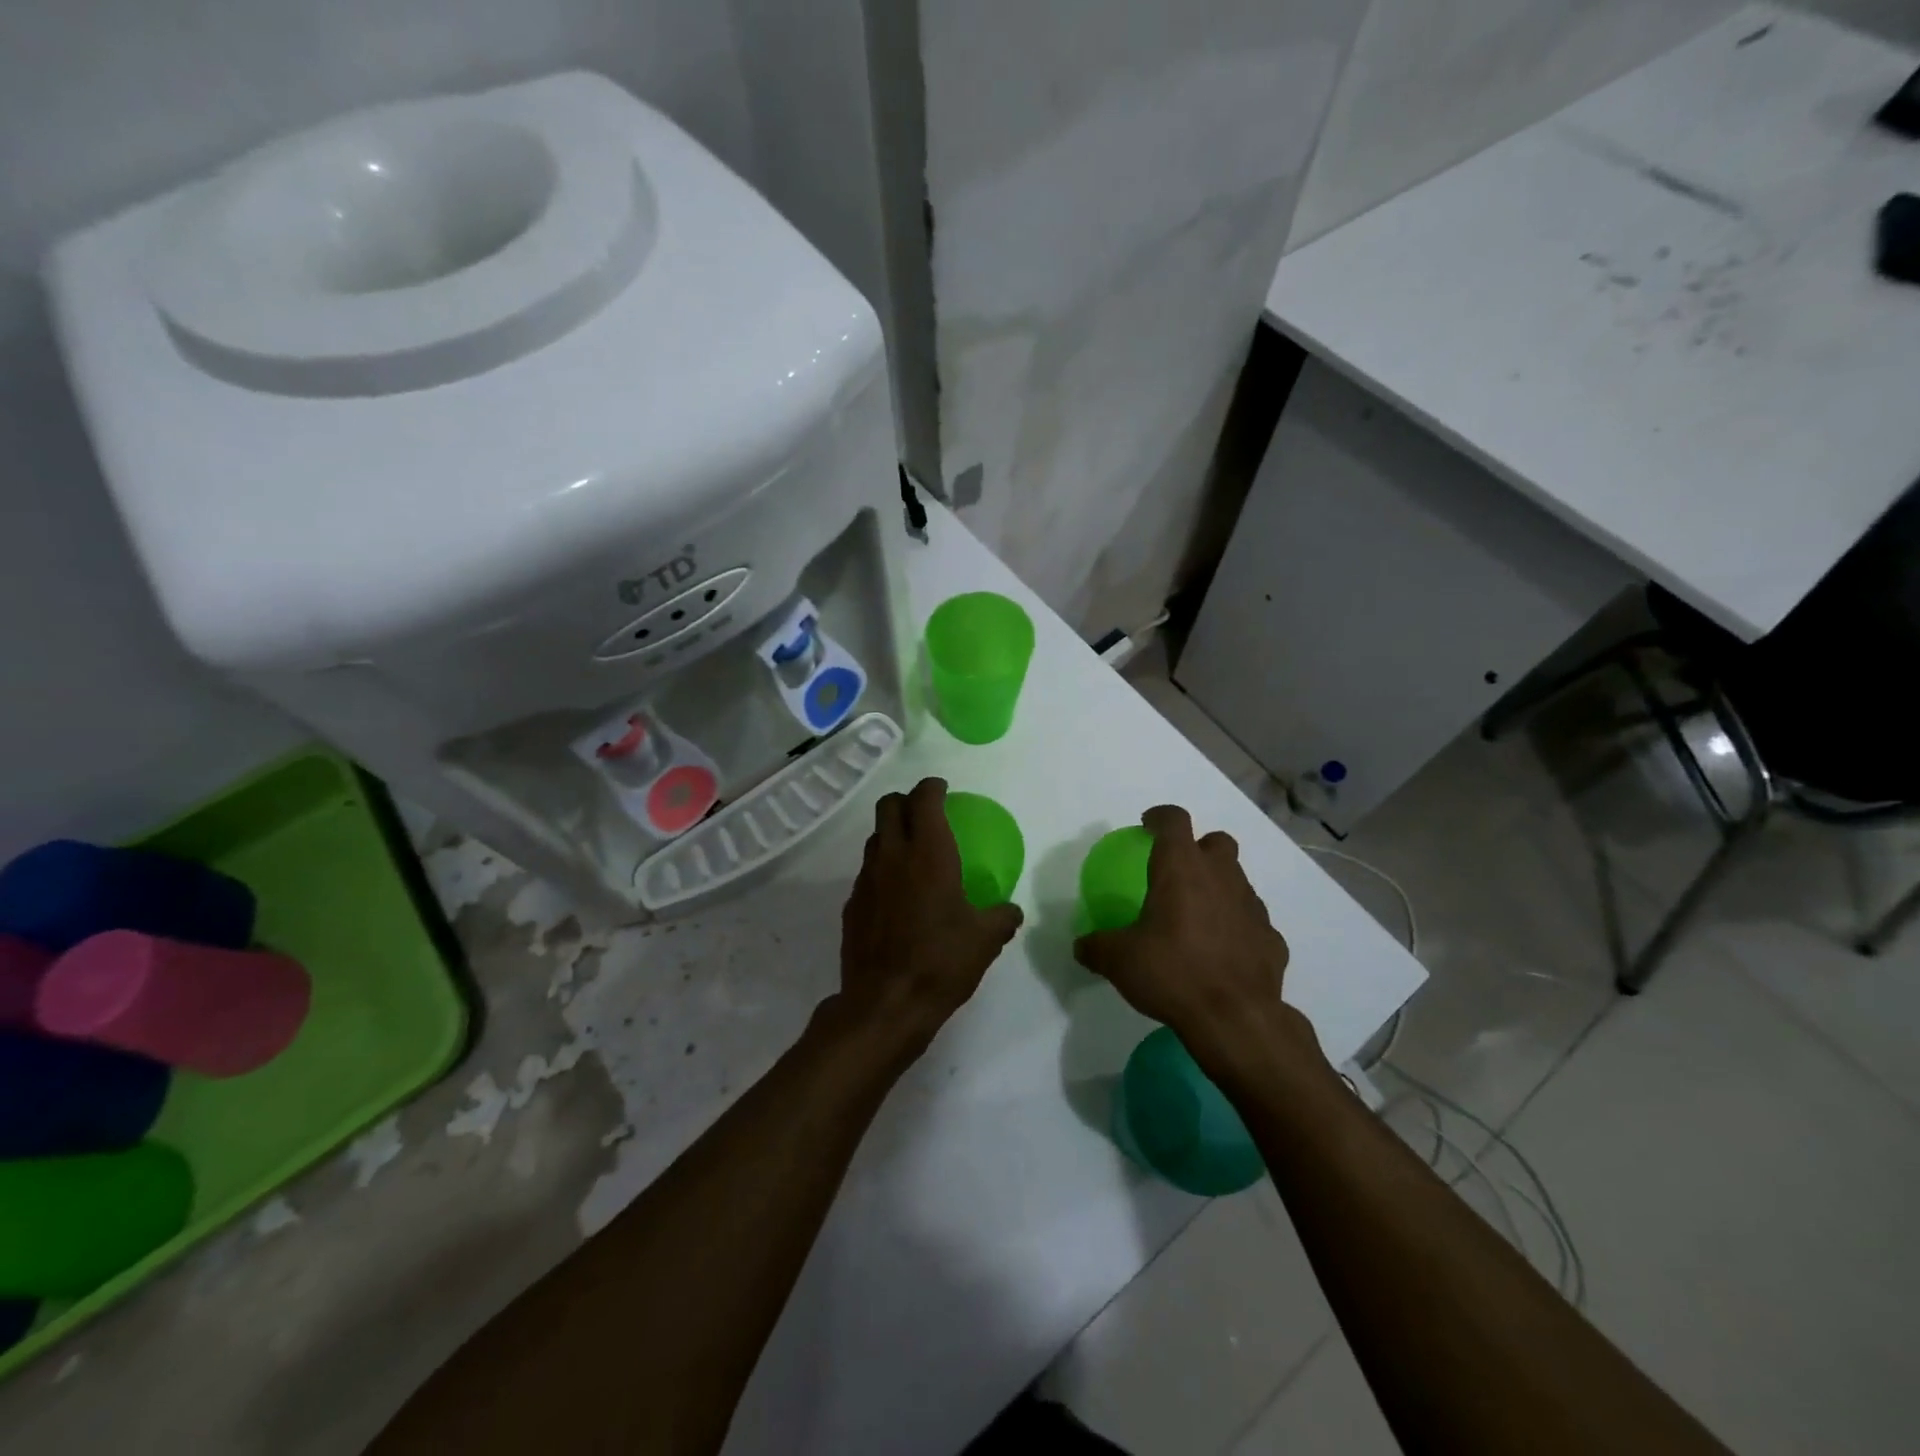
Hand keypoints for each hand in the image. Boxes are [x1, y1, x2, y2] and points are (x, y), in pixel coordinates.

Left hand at [835, 778, 1023, 1055]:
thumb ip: (1001, 917)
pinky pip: (867, 873)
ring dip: (891, 835)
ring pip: (874, 839)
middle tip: (924, 812)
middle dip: (905, 801)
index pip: (923, 799)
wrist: (885, 1003)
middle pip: (888, 807)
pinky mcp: (851, 905)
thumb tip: (1010, 911)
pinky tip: (896, 895)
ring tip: (911, 853)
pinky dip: (881, 870)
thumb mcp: (985, 940)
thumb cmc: (941, 962)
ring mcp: (866, 880)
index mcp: (928, 853)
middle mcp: (892, 856)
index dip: (932, 787)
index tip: (942, 788)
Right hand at [1073, 806, 1314, 1084]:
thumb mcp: (1119, 961)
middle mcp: (1221, 877)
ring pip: (1237, 880)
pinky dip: (1237, 927)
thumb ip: (1096, 946)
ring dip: (1218, 888)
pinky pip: (1252, 921)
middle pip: (1217, 842)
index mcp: (1182, 869)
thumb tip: (1081, 946)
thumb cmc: (1172, 973)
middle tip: (1177, 872)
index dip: (1160, 817)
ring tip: (1196, 917)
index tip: (1147, 825)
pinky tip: (1222, 952)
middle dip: (1199, 848)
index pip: (1174, 820)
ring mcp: (1252, 907)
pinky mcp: (1272, 939)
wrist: (1236, 1019)